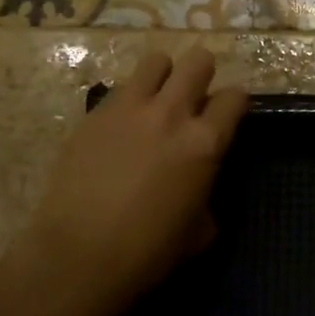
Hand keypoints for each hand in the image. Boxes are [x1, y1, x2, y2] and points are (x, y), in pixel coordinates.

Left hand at [21, 48, 249, 315]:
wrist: (79, 255)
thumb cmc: (147, 252)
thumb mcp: (198, 231)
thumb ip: (206, 193)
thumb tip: (199, 184)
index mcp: (204, 142)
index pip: (235, 97)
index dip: (235, 103)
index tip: (229, 114)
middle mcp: (171, 113)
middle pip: (199, 61)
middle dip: (203, 73)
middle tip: (195, 96)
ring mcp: (129, 108)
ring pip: (157, 60)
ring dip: (164, 75)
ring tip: (157, 98)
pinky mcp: (94, 113)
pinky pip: (120, 89)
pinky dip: (129, 99)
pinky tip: (122, 127)